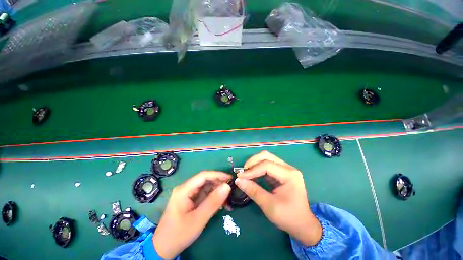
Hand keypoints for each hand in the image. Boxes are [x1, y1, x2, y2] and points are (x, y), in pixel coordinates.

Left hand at [153, 171, 231, 258]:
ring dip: (218, 191)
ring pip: (206, 187)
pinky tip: (222, 204)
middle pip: (205, 180)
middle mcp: (186, 188)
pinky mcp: (191, 200)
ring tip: (228, 198)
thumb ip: (213, 202)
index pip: (203, 176)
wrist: (164, 248)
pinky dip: (214, 198)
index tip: (230, 178)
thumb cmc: (179, 234)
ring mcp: (189, 194)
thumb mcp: (198, 219)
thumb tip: (227, 186)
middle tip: (231, 189)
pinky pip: (205, 195)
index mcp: (184, 189)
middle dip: (219, 184)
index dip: (218, 175)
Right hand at [235, 151, 321, 245]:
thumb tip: (238, 180)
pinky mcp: (281, 173)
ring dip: (254, 164)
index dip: (252, 170)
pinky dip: (258, 168)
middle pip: (267, 156)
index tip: (240, 176)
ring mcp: (285, 169)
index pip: (267, 165)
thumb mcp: (269, 205)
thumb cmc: (288, 217)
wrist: (302, 225)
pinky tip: (252, 175)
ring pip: (266, 158)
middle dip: (253, 162)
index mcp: (289, 175)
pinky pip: (267, 165)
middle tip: (243, 172)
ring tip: (246, 173)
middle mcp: (288, 168)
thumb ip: (253, 191)